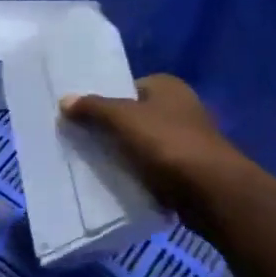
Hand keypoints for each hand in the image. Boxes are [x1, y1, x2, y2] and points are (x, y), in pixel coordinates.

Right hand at [60, 75, 247, 212]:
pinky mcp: (186, 167)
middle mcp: (180, 106)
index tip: (79, 118)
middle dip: (109, 129)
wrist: (210, 190)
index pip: (126, 87)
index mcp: (168, 86)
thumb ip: (93, 108)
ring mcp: (185, 138)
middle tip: (80, 142)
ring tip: (92, 164)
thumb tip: (65, 99)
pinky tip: (117, 181)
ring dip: (122, 153)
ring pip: (141, 143)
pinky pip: (151, 166)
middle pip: (132, 116)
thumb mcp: (123, 119)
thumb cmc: (167, 144)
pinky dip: (136, 172)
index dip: (103, 101)